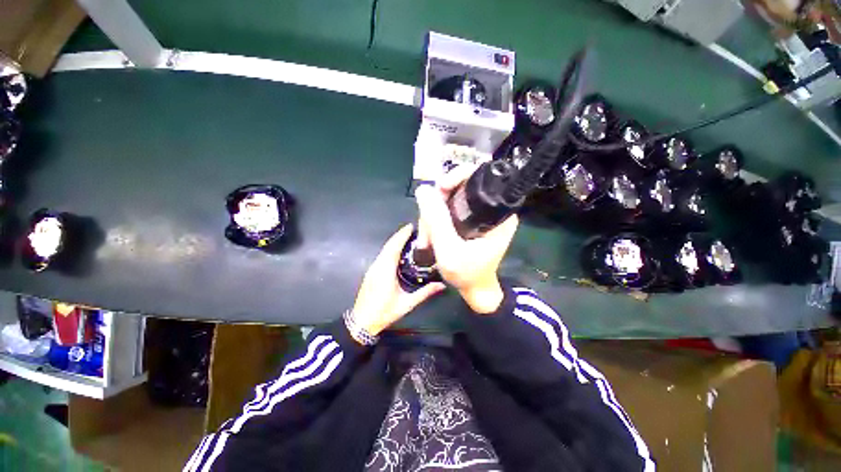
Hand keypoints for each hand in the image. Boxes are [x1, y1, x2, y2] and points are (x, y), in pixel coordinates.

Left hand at [351, 224, 445, 337]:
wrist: (362, 321)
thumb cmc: (384, 312)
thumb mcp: (407, 304)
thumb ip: (424, 293)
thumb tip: (442, 285)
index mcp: (385, 270)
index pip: (394, 246)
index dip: (402, 235)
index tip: (412, 226)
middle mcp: (377, 266)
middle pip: (388, 246)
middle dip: (400, 236)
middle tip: (415, 231)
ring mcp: (372, 269)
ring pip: (384, 250)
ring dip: (395, 243)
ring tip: (409, 240)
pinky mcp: (371, 273)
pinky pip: (381, 256)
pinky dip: (390, 251)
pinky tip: (399, 254)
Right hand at [415, 165, 518, 313]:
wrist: (474, 291)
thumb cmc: (468, 274)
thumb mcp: (450, 251)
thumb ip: (437, 221)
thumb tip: (423, 189)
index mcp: (500, 213)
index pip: (480, 177)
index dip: (457, 176)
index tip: (440, 190)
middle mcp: (493, 208)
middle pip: (460, 185)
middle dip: (438, 202)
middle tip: (427, 226)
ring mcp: (481, 213)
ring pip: (451, 197)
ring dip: (433, 214)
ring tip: (426, 240)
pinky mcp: (471, 218)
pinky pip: (449, 207)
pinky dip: (436, 219)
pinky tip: (430, 236)